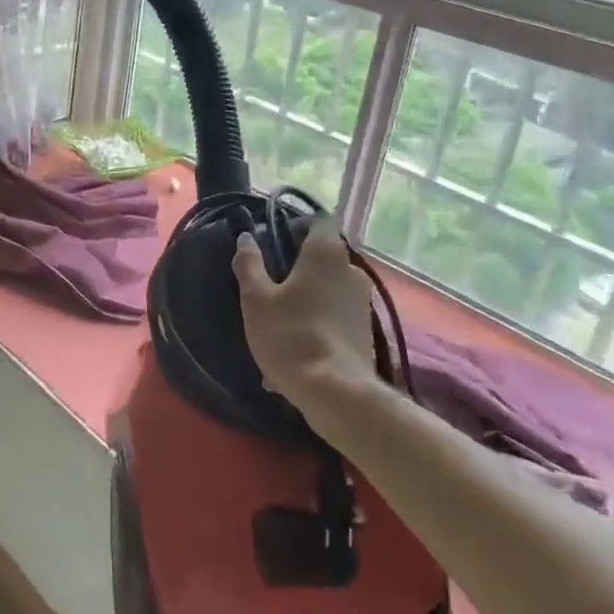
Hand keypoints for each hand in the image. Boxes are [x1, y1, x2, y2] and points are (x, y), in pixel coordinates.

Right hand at [233, 218, 379, 408]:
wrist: (335, 393)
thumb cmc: (290, 335)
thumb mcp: (256, 299)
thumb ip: (249, 263)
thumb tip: (246, 237)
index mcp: (325, 253)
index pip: (320, 220)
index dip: (299, 225)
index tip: (277, 241)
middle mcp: (351, 270)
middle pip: (324, 255)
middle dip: (300, 264)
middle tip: (272, 282)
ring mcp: (363, 302)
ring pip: (330, 288)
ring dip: (308, 296)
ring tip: (280, 322)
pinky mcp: (366, 331)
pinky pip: (336, 316)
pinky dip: (318, 323)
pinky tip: (296, 349)